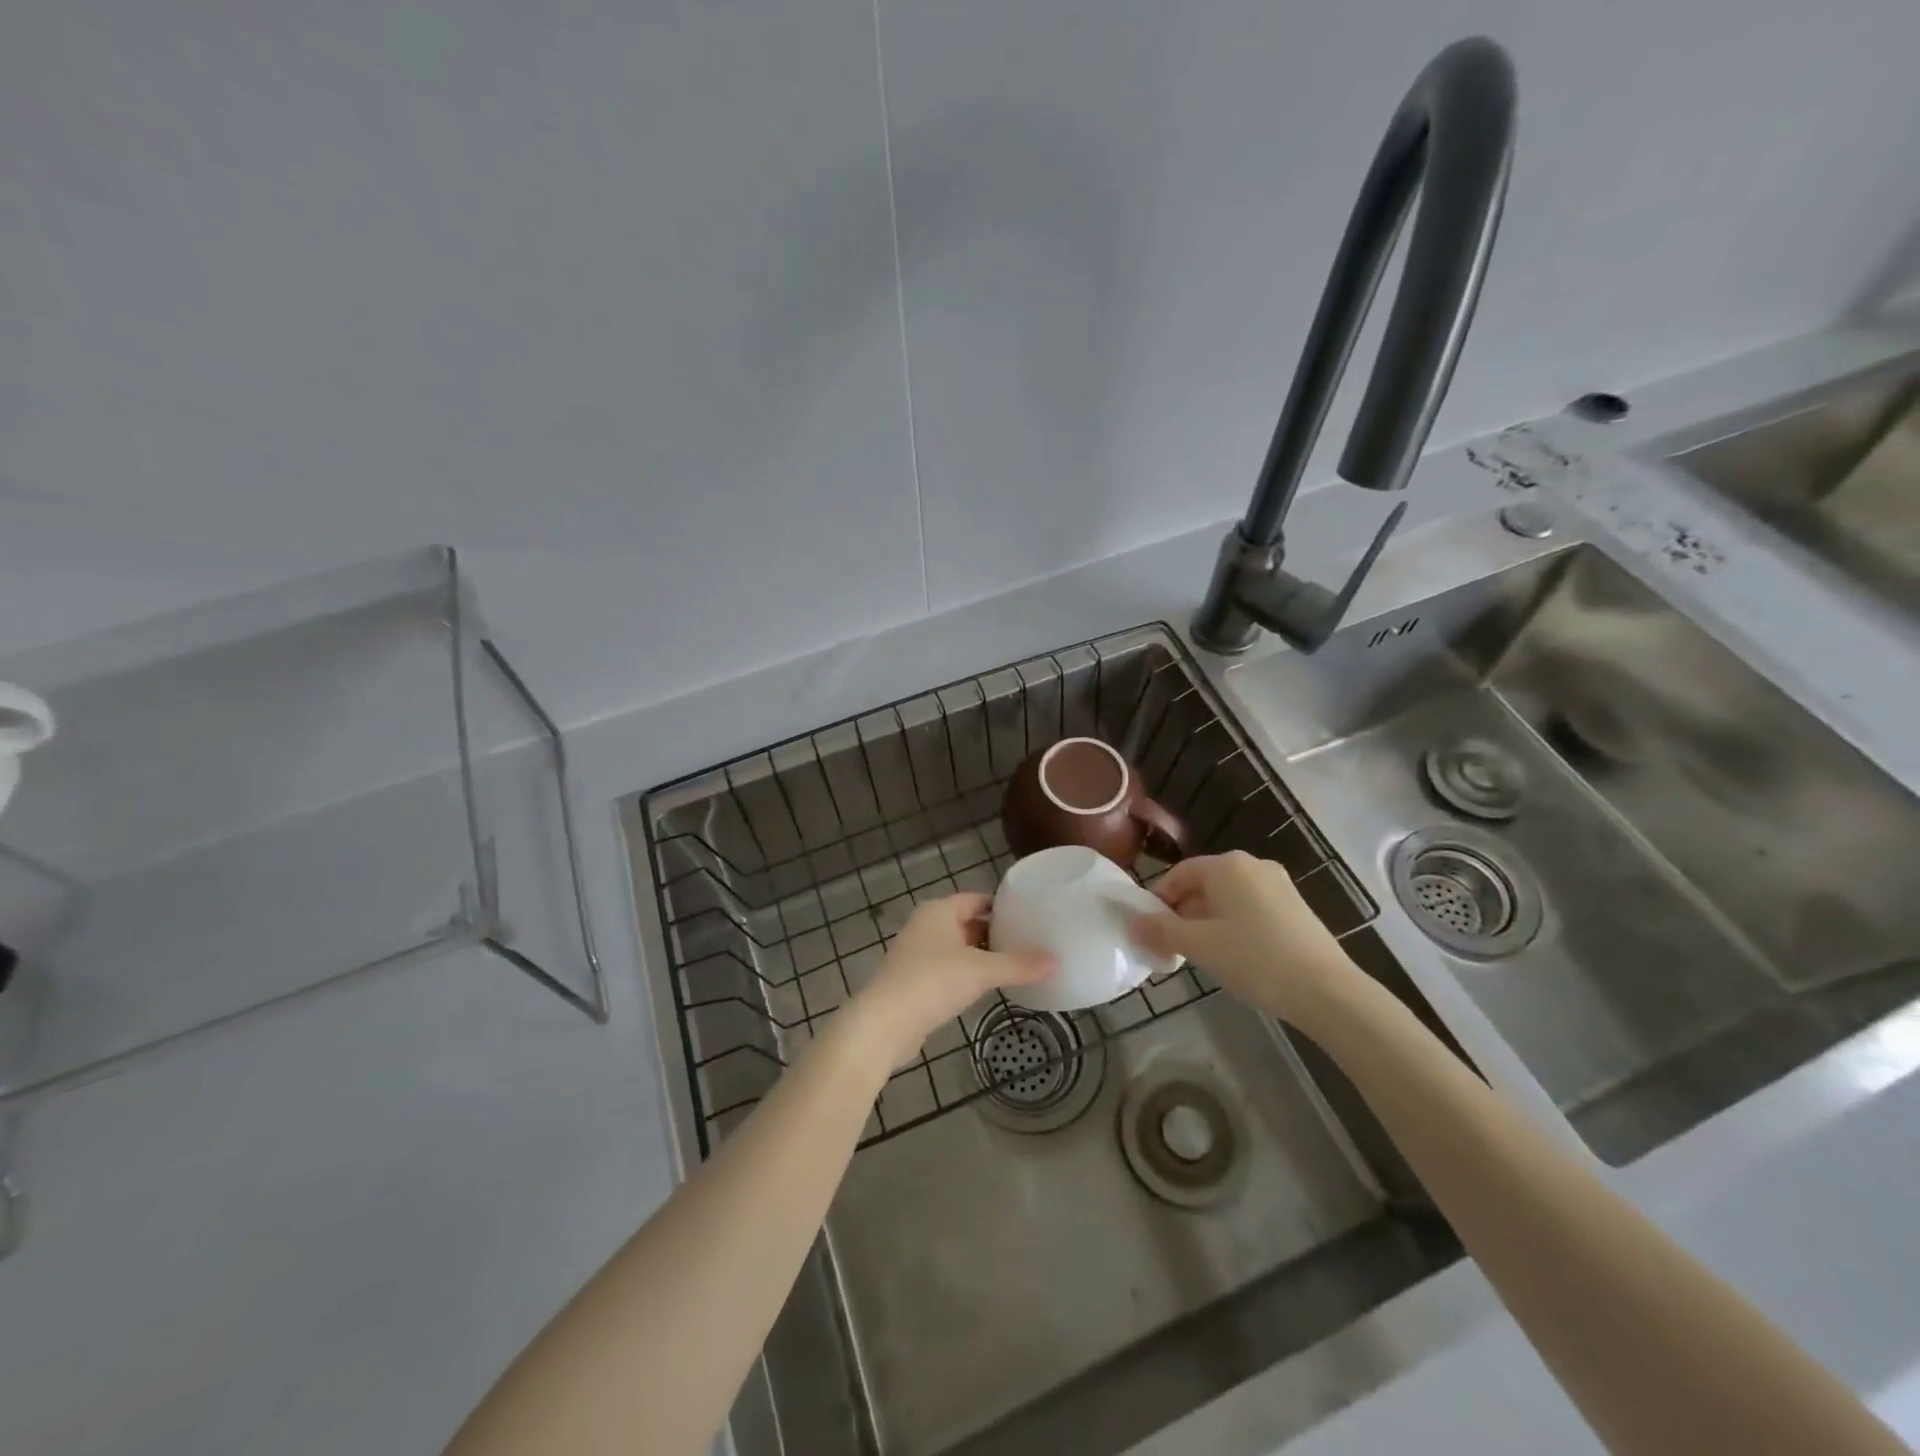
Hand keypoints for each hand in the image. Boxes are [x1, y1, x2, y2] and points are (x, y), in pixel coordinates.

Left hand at [846, 894, 1054, 1070]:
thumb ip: (1018, 965)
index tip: (1031, 916)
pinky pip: (948, 969)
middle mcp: (926, 925)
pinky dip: (968, 974)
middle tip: (1030, 942)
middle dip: (996, 932)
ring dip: (982, 955)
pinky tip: (988, 987)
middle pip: (968, 922)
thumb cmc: (933, 982)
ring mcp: (917, 953)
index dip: (1003, 906)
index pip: (977, 899)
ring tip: (1016, 964)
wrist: (884, 1023)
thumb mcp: (981, 971)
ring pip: (958, 948)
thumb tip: (1056, 961)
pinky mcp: (914, 980)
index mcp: (939, 910)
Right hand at [1131, 851, 1361, 1028]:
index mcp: (1228, 865)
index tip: (1151, 929)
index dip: (1160, 900)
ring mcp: (1280, 886)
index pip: (1180, 873)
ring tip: (1202, 955)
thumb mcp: (1199, 945)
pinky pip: (1251, 910)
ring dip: (1207, 922)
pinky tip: (1235, 957)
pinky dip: (1234, 926)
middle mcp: (1254, 865)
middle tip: (1172, 946)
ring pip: (1228, 899)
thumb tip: (1132, 922)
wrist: (1327, 991)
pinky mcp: (1296, 909)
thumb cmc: (1254, 958)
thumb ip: (1161, 930)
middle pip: (1205, 885)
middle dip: (1183, 913)